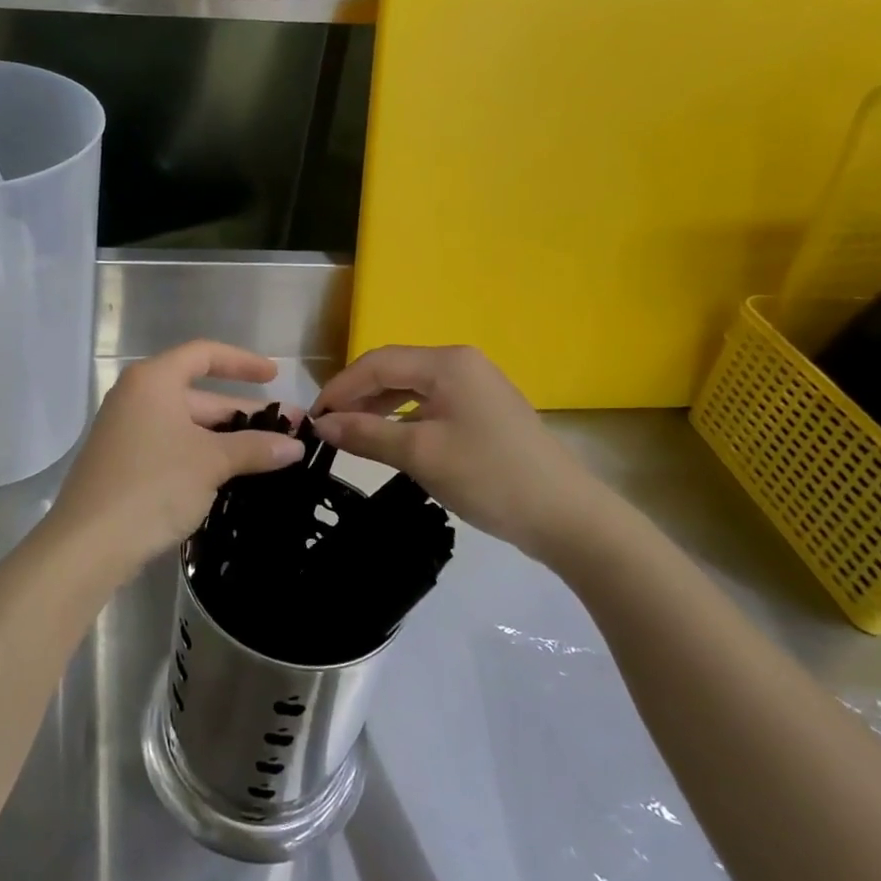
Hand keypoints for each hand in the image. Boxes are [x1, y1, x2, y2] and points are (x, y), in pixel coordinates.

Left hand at [46, 340, 304, 583]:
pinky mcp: (124, 463)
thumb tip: (295, 446)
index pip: (204, 354)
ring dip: (227, 439)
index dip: (242, 362)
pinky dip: (203, 455)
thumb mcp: (210, 462)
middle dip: (244, 412)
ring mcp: (127, 431)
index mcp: (153, 380)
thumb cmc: (153, 485)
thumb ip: (254, 448)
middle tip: (289, 431)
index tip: (274, 377)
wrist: (89, 543)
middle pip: (199, 394)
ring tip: (270, 456)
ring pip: (188, 425)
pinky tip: (233, 476)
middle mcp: (136, 397)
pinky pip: (173, 447)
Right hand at [311, 345, 625, 565]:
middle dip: (357, 396)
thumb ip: (366, 435)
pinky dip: (403, 418)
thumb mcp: (420, 455)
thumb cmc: (489, 477)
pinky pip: (431, 404)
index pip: (378, 363)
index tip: (313, 418)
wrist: (568, 518)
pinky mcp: (484, 411)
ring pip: (411, 387)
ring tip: (351, 433)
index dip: (340, 387)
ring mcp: (476, 386)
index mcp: (447, 363)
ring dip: (378, 407)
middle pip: (394, 370)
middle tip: (328, 427)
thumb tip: (321, 426)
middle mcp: (461, 364)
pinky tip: (389, 439)